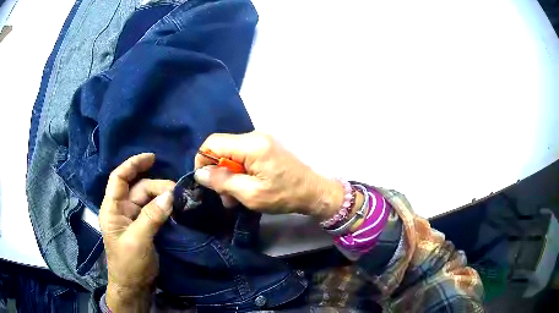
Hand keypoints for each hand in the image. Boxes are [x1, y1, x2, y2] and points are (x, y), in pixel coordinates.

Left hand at [99, 153, 174, 311]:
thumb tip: (170, 196)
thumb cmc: (128, 264)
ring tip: (179, 201)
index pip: (119, 178)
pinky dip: (163, 208)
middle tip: (177, 192)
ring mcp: (133, 219)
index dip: (133, 164)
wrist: (134, 286)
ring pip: (148, 200)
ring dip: (162, 198)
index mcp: (112, 209)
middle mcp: (121, 209)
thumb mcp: (138, 240)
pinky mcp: (143, 227)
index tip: (152, 157)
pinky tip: (175, 208)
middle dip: (156, 187)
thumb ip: (151, 217)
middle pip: (138, 188)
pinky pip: (154, 211)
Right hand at [194, 132, 342, 219]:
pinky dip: (239, 172)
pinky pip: (242, 157)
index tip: (205, 181)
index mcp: (251, 144)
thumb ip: (222, 181)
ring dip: (228, 176)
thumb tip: (200, 173)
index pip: (213, 142)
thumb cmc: (284, 195)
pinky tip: (243, 189)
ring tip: (234, 198)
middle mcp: (254, 136)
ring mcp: (261, 141)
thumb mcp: (250, 194)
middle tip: (224, 197)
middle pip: (221, 148)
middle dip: (218, 173)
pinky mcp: (265, 148)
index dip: (202, 160)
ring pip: (230, 154)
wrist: (313, 192)